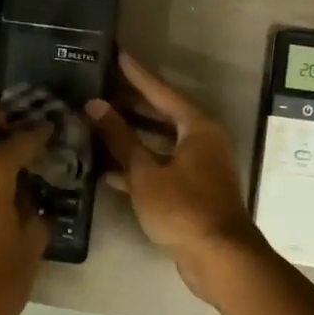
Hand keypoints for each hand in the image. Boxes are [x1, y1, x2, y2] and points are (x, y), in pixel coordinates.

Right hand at [88, 53, 261, 300]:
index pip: (162, 92)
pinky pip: (160, 167)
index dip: (138, 75)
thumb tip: (95, 105)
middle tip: (101, 89)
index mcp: (197, 127)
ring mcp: (199, 167)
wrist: (218, 259)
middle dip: (130, 105)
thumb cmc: (183, 208)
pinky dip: (138, 166)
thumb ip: (119, 138)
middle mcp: (202, 140)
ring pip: (159, 143)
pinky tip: (107, 169)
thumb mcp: (145, 172)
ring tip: (97, 124)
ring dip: (130, 137)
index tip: (118, 55)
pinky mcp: (192, 190)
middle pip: (161, 115)